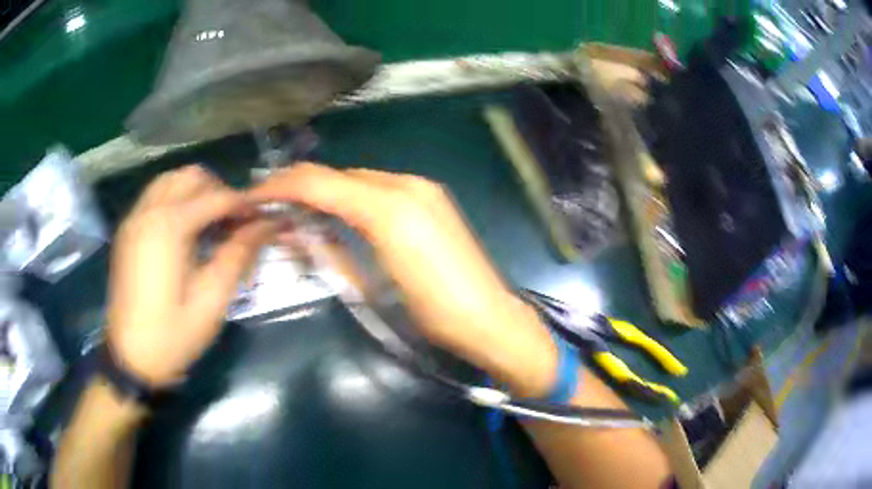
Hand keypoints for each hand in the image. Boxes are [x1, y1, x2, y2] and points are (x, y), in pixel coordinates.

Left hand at [107, 166, 273, 387]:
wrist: (131, 359)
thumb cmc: (173, 334)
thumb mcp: (212, 299)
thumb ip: (238, 253)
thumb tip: (268, 224)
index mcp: (169, 226)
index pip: (216, 197)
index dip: (245, 205)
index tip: (265, 218)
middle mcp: (148, 211)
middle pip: (191, 177)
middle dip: (219, 191)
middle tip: (236, 221)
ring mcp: (134, 219)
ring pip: (170, 181)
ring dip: (196, 191)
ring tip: (212, 221)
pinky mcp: (128, 231)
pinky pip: (155, 197)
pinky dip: (176, 200)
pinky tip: (186, 229)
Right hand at [250, 163, 557, 396]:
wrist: (490, 318)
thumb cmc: (432, 313)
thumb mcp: (372, 288)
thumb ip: (331, 253)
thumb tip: (297, 232)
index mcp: (388, 208)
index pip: (321, 183)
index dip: (281, 187)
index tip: (253, 197)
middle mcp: (405, 185)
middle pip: (338, 175)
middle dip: (300, 187)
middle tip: (272, 206)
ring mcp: (422, 187)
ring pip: (357, 179)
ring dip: (326, 192)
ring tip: (298, 211)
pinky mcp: (431, 197)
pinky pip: (379, 187)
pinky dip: (352, 197)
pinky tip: (340, 215)